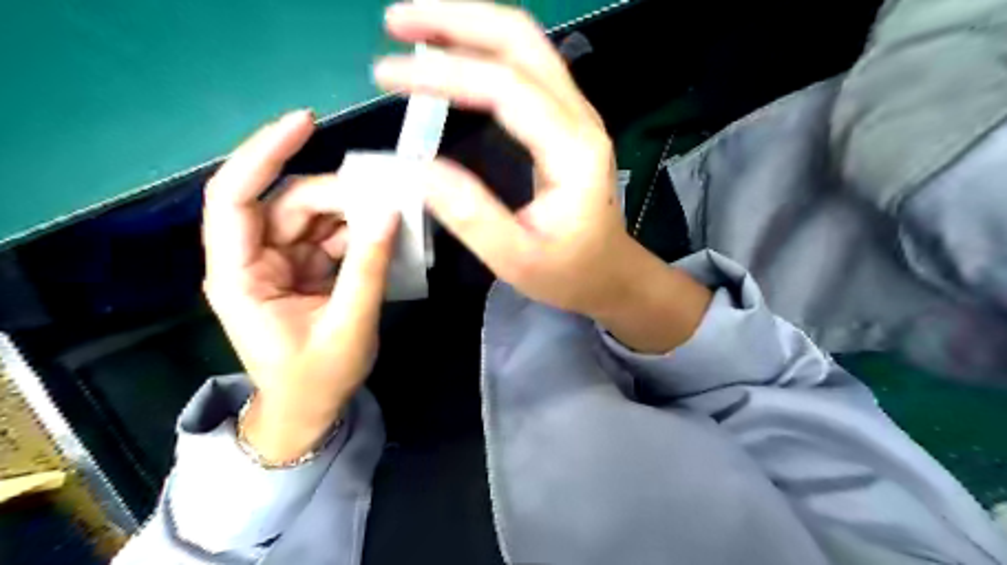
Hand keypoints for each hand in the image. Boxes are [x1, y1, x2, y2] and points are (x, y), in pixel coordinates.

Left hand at [202, 111, 395, 463]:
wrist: (309, 411)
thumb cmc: (317, 379)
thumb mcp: (348, 326)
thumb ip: (369, 268)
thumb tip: (390, 212)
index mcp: (239, 275)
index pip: (235, 198)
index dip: (264, 153)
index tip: (307, 122)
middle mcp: (252, 259)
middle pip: (289, 203)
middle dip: (337, 196)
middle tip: (387, 201)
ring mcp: (279, 262)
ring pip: (314, 216)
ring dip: (353, 214)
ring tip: (392, 220)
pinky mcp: (303, 268)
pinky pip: (330, 235)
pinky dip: (358, 233)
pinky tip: (383, 237)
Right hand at [373, 2, 711, 351]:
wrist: (611, 274)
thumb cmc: (570, 273)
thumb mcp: (517, 259)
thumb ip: (471, 216)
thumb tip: (417, 171)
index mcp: (572, 151)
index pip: (505, 88)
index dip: (443, 73)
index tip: (387, 74)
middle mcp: (580, 118)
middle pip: (522, 41)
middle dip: (456, 20)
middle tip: (396, 22)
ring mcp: (576, 115)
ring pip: (526, 45)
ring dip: (470, 27)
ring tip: (415, 30)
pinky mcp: (566, 122)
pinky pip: (526, 69)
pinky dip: (485, 51)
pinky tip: (454, 56)